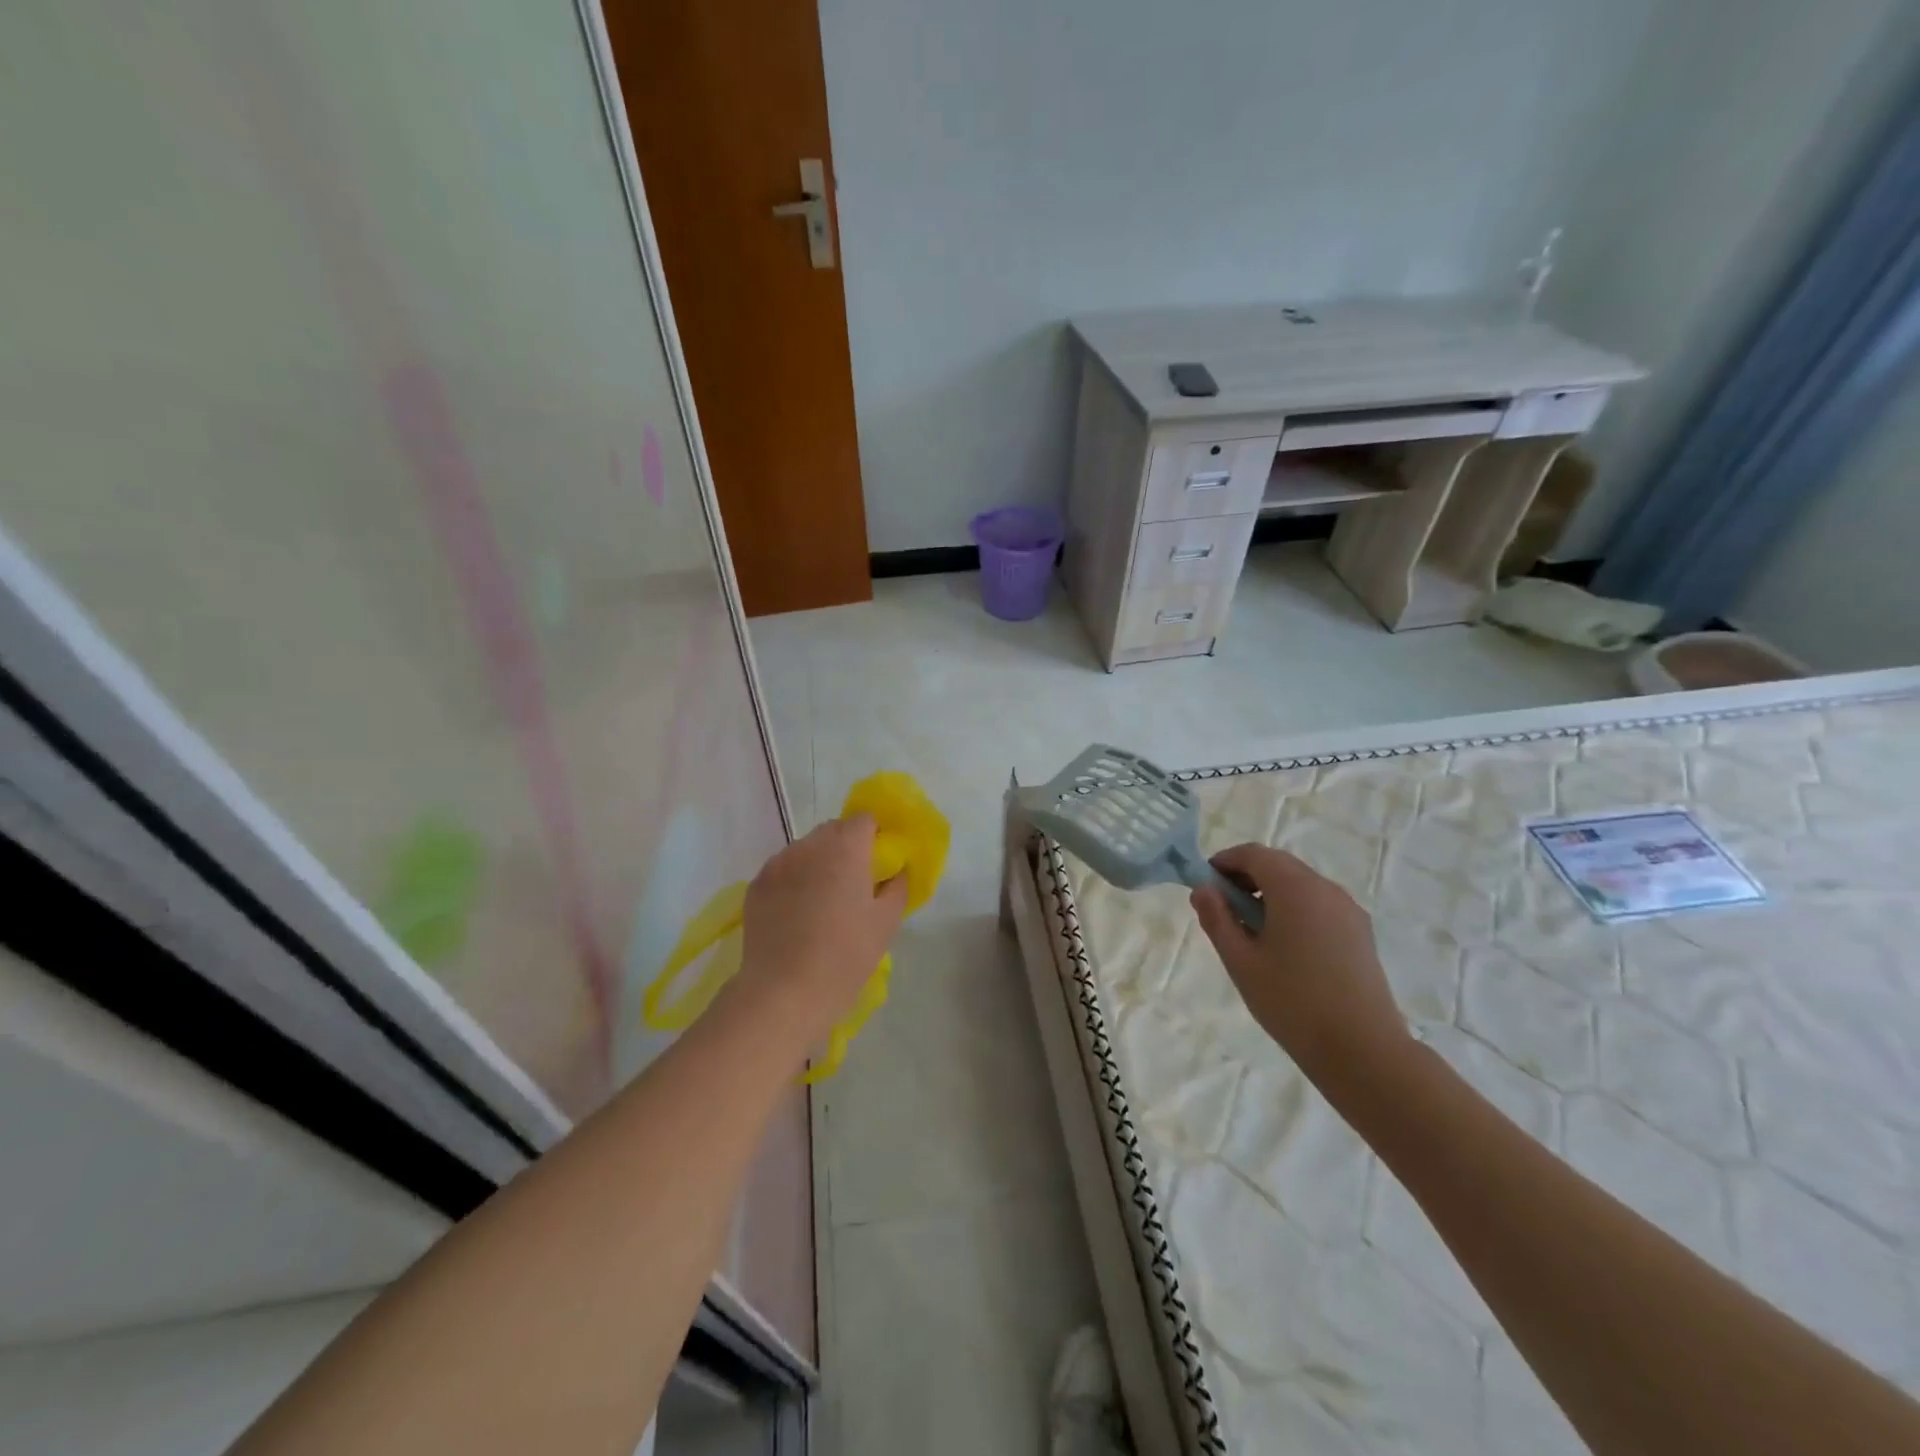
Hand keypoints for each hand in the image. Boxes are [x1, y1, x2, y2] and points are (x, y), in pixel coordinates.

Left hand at [734, 815, 909, 1042]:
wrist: (784, 992)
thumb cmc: (845, 956)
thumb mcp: (886, 922)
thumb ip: (897, 886)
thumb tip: (896, 870)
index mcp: (845, 848)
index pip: (865, 819)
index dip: (876, 835)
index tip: (881, 862)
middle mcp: (808, 846)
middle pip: (833, 830)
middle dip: (847, 847)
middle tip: (856, 883)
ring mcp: (777, 864)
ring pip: (806, 849)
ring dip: (819, 862)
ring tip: (824, 900)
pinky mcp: (756, 885)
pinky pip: (783, 869)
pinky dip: (795, 880)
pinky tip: (798, 913)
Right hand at [1190, 844, 1410, 1091]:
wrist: (1363, 1050)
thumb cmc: (1292, 1002)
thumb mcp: (1241, 961)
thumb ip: (1217, 919)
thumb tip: (1203, 889)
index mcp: (1295, 888)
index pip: (1253, 854)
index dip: (1224, 862)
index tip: (1205, 886)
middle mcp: (1325, 888)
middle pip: (1278, 865)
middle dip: (1246, 877)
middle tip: (1223, 910)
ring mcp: (1348, 910)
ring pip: (1300, 884)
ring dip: (1270, 893)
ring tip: (1251, 932)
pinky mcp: (1360, 932)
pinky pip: (1319, 904)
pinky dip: (1294, 909)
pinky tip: (1284, 947)